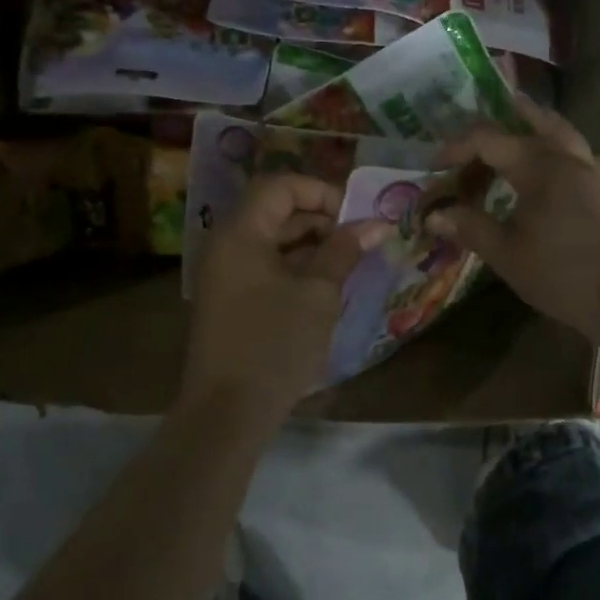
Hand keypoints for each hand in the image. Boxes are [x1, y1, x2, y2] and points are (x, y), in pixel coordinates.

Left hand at [182, 174, 383, 419]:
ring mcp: (224, 274)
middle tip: (360, 240)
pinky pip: (265, 266)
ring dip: (311, 244)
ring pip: (272, 240)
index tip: (355, 218)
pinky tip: (326, 286)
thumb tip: (375, 225)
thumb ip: (344, 251)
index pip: (281, 185)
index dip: (321, 192)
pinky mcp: (230, 300)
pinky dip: (296, 267)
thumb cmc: (275, 345)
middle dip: (320, 219)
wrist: (227, 413)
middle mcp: (226, 245)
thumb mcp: (318, 294)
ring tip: (350, 262)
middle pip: (275, 210)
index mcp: (240, 233)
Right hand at [426, 98, 599, 344]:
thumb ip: (470, 228)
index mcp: (539, 167)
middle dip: (503, 119)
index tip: (434, 164)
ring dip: (539, 123)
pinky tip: (561, 164)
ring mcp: (592, 173)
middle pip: (533, 123)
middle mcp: (567, 159)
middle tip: (479, 124)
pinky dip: (565, 149)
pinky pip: (583, 156)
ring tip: (521, 119)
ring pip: (563, 132)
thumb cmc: (560, 274)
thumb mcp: (506, 254)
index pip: (489, 140)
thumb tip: (434, 215)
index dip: (457, 147)